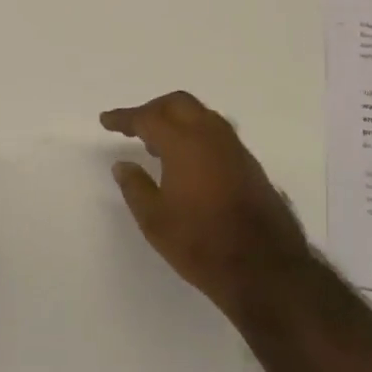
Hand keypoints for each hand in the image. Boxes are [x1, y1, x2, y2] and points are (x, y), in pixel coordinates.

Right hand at [102, 91, 309, 318]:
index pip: (147, 118)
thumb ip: (135, 187)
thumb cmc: (201, 243)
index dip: (124, 118)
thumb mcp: (155, 220)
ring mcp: (234, 148)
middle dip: (153, 110)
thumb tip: (123, 165)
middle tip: (134, 127)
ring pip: (201, 115)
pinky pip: (216, 133)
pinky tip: (188, 161)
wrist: (265, 268)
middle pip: (178, 104)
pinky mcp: (249, 164)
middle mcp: (211, 135)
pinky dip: (196, 134)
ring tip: (158, 145)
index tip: (106, 120)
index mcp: (184, 143)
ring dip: (177, 120)